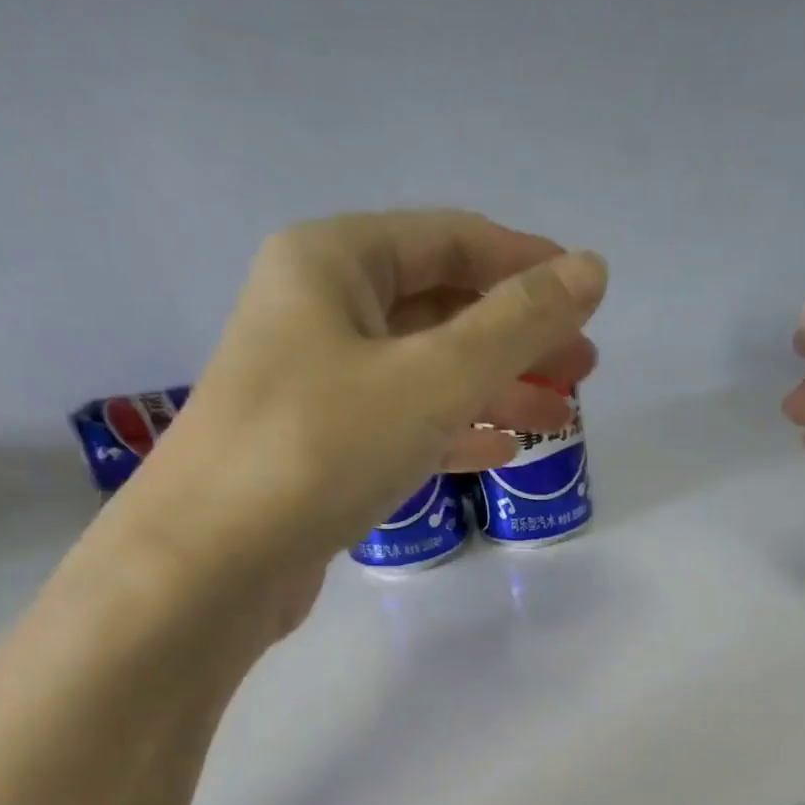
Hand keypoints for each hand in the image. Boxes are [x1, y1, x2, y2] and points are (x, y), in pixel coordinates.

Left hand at [108, 209, 607, 603]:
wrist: (213, 563)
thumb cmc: (322, 448)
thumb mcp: (434, 378)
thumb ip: (518, 324)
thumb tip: (592, 271)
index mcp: (334, 263)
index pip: (453, 240)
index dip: (528, 265)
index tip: (591, 298)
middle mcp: (319, 311)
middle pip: (441, 309)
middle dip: (517, 338)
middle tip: (583, 370)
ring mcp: (316, 384)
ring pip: (425, 372)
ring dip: (494, 389)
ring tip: (557, 418)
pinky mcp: (320, 449)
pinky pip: (402, 424)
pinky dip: (452, 432)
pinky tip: (499, 452)